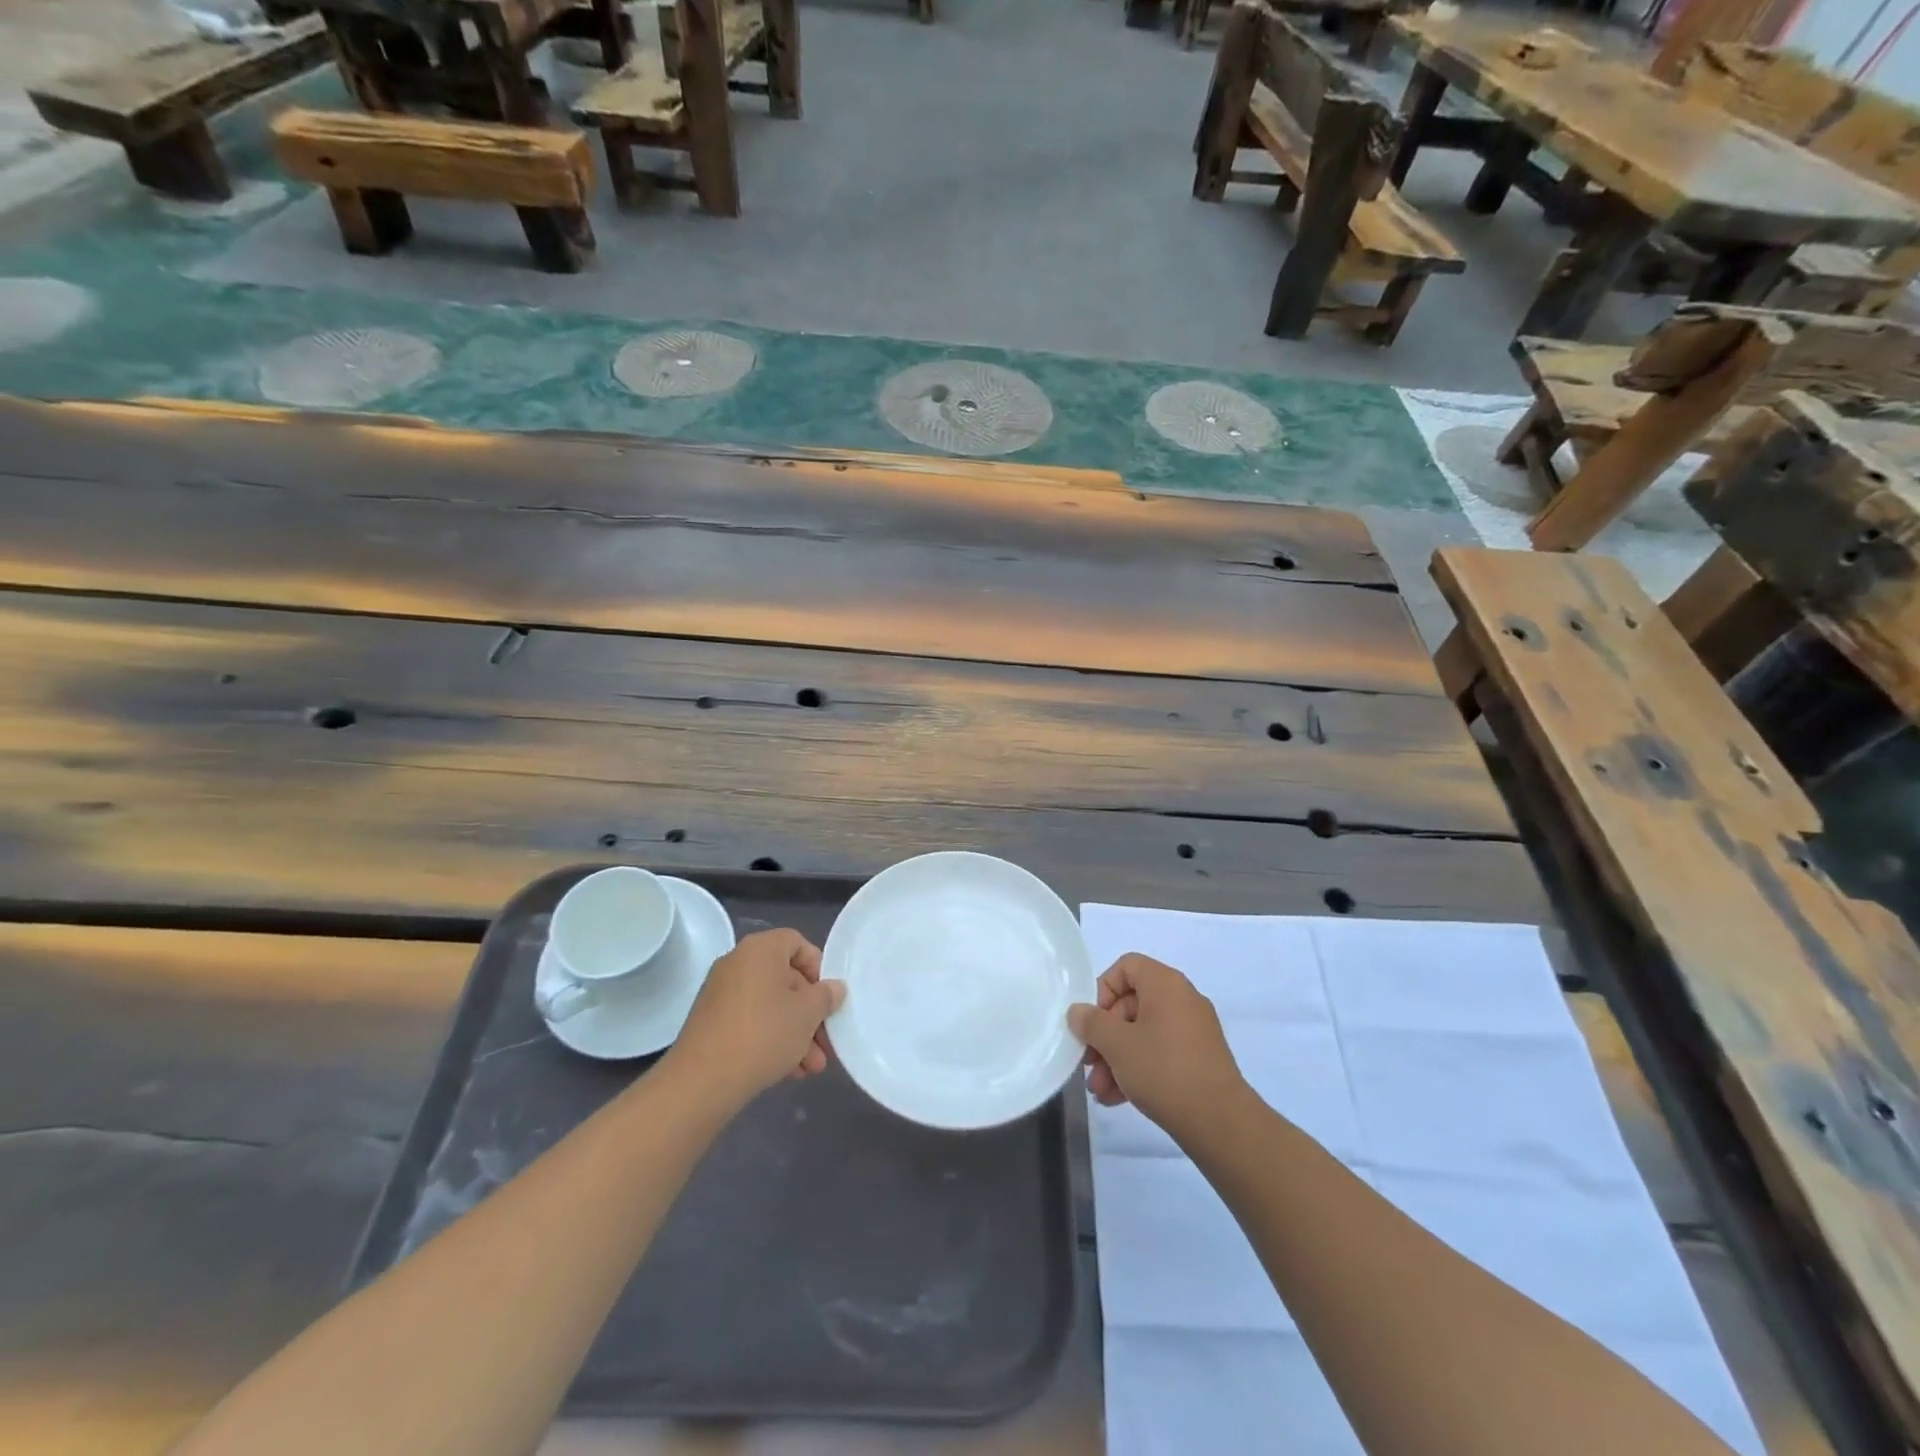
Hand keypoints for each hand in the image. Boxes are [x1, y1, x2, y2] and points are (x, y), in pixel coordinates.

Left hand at [668, 929, 844, 1105]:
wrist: (703, 1080)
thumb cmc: (764, 1033)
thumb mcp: (807, 1014)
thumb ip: (826, 996)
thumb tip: (833, 988)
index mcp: (760, 950)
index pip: (796, 942)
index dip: (817, 966)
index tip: (827, 995)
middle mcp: (738, 964)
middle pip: (785, 979)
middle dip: (810, 1013)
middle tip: (826, 1041)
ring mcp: (721, 994)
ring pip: (770, 1006)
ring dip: (795, 1033)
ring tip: (812, 1067)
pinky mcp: (712, 1024)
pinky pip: (751, 1023)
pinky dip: (771, 1040)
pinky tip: (790, 1071)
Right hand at [1067, 953, 1247, 1141]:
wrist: (1220, 1122)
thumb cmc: (1163, 1070)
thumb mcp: (1117, 1045)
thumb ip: (1091, 1023)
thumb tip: (1078, 1012)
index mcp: (1166, 984)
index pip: (1126, 966)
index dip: (1103, 989)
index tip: (1093, 1022)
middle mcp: (1182, 999)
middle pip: (1131, 1004)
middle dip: (1104, 1036)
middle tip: (1089, 1064)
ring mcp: (1193, 1030)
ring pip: (1143, 1033)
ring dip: (1116, 1058)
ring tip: (1100, 1090)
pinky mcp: (1199, 1059)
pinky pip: (1160, 1053)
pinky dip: (1138, 1069)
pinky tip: (1117, 1098)